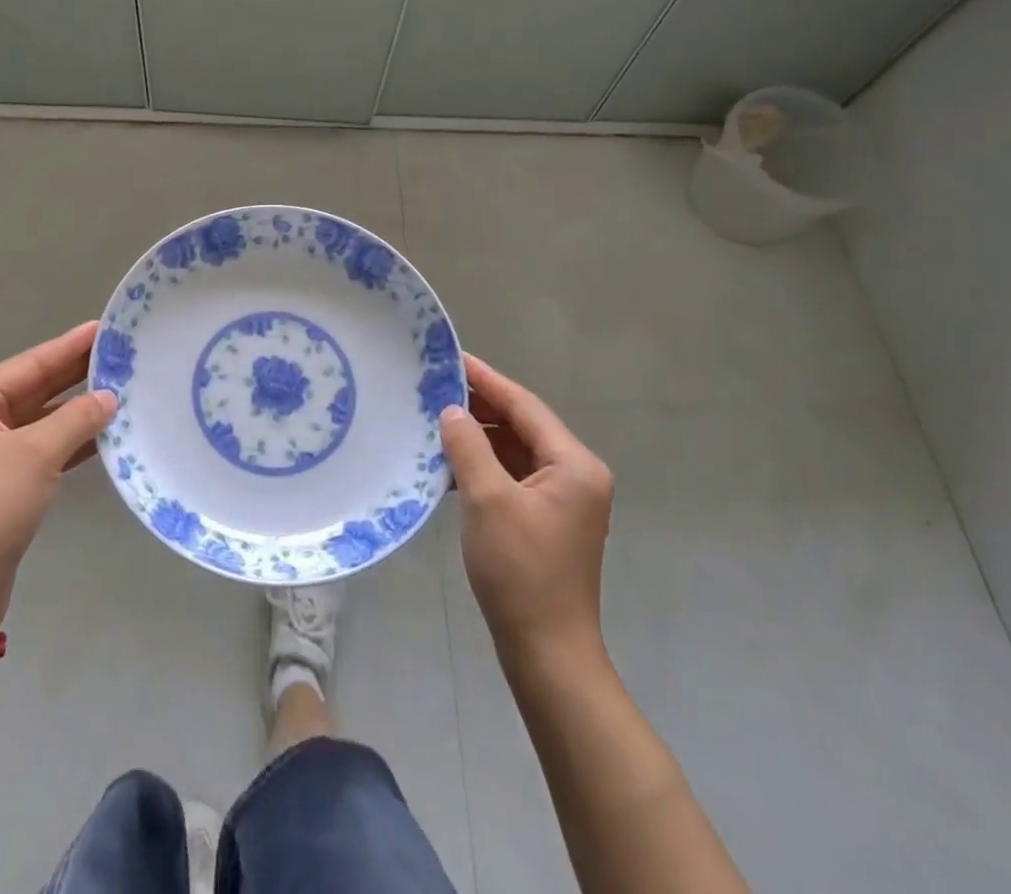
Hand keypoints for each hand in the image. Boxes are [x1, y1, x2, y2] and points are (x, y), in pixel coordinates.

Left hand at [0, 322, 115, 626]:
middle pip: (32, 389)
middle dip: (74, 375)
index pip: (27, 366)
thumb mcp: (37, 455)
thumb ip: (77, 419)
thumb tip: (109, 397)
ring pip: (38, 419)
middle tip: (116, 352)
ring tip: (118, 386)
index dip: (67, 347)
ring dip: (75, 409)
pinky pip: (38, 446)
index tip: (100, 327)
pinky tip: (102, 431)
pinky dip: (67, 440)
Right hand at [439, 354, 614, 665]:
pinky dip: (484, 466)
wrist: (547, 653)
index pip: (525, 406)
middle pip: (523, 426)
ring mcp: (563, 500)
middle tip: (435, 387)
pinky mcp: (547, 521)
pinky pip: (513, 477)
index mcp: (574, 464)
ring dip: (479, 438)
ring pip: (516, 452)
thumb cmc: (521, 571)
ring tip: (436, 421)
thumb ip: (469, 447)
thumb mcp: (488, 500)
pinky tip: (450, 464)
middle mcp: (576, 475)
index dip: (486, 380)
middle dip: (480, 408)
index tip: (452, 358)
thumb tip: (452, 411)